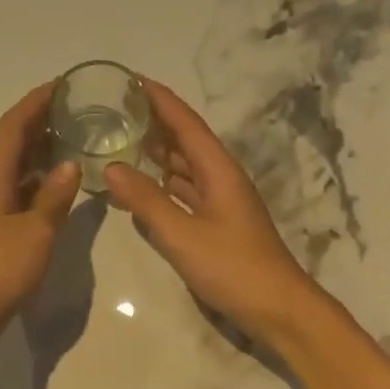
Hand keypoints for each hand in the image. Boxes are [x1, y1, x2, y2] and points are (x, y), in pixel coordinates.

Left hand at [0, 83, 82, 346]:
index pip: (12, 126)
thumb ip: (54, 197)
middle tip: (79, 112)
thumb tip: (71, 164)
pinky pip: (19, 192)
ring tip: (77, 142)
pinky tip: (62, 187)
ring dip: (42, 152)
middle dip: (42, 123)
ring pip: (17, 169)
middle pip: (13, 143)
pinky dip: (40, 182)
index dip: (36, 102)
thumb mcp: (35, 232)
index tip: (63, 85)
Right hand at [104, 77, 323, 344]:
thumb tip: (112, 167)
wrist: (278, 309)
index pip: (186, 123)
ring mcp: (220, 202)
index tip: (129, 79)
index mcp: (218, 170)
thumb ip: (146, 201)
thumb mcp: (182, 235)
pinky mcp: (217, 224)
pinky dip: (162, 183)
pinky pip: (185, 191)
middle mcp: (221, 178)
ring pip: (185, 166)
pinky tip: (141, 185)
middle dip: (155, 121)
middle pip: (185, 140)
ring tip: (122, 138)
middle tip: (115, 108)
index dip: (159, 99)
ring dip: (157, 151)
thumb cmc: (233, 268)